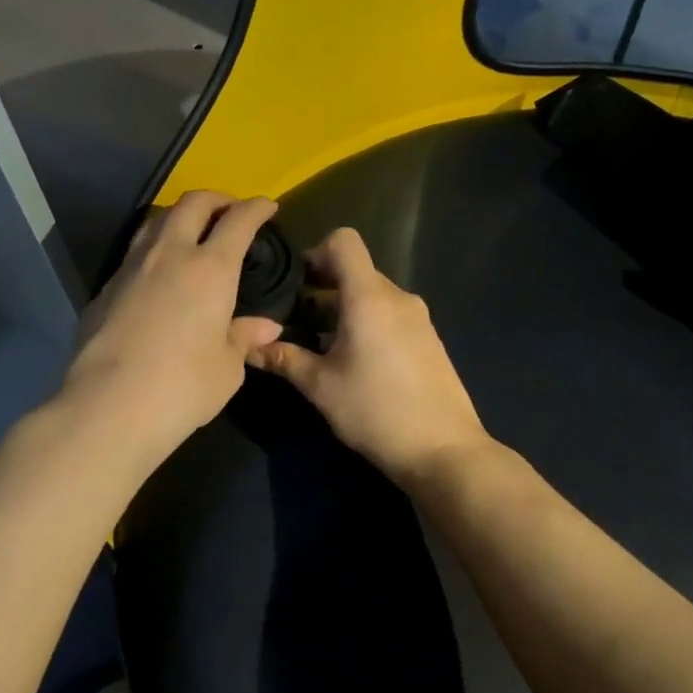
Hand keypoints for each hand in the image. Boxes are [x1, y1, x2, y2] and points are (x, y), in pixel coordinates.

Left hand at [61, 192, 283, 465]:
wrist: (109, 407)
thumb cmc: (183, 388)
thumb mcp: (227, 368)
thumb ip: (243, 338)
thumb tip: (265, 327)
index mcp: (210, 269)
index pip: (238, 221)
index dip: (255, 208)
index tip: (267, 206)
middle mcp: (170, 255)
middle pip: (192, 204)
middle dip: (216, 199)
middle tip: (230, 210)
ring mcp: (131, 268)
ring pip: (156, 221)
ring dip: (180, 216)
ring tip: (192, 231)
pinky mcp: (105, 288)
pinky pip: (134, 252)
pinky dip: (154, 248)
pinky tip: (159, 273)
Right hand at [248, 228, 488, 484]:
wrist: (443, 450)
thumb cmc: (375, 411)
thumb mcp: (321, 386)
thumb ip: (284, 359)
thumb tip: (249, 347)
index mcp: (369, 297)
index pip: (344, 241)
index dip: (315, 253)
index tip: (296, 286)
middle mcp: (398, 297)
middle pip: (356, 271)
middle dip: (323, 290)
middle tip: (295, 322)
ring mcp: (418, 318)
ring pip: (373, 296)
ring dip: (344, 310)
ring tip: (320, 347)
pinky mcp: (429, 339)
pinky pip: (391, 316)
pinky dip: (368, 324)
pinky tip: (355, 363)